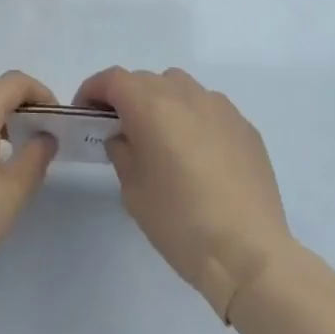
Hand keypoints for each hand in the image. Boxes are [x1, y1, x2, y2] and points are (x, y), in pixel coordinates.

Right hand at [76, 66, 293, 319]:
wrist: (249, 254)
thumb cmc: (180, 221)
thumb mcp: (133, 190)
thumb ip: (122, 151)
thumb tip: (124, 137)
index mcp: (150, 104)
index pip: (112, 79)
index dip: (93, 91)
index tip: (85, 114)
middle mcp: (184, 93)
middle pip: (145, 81)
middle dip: (127, 99)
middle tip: (121, 131)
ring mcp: (219, 106)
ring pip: (179, 88)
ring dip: (163, 104)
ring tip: (163, 140)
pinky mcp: (245, 126)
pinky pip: (209, 110)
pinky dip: (194, 120)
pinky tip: (199, 156)